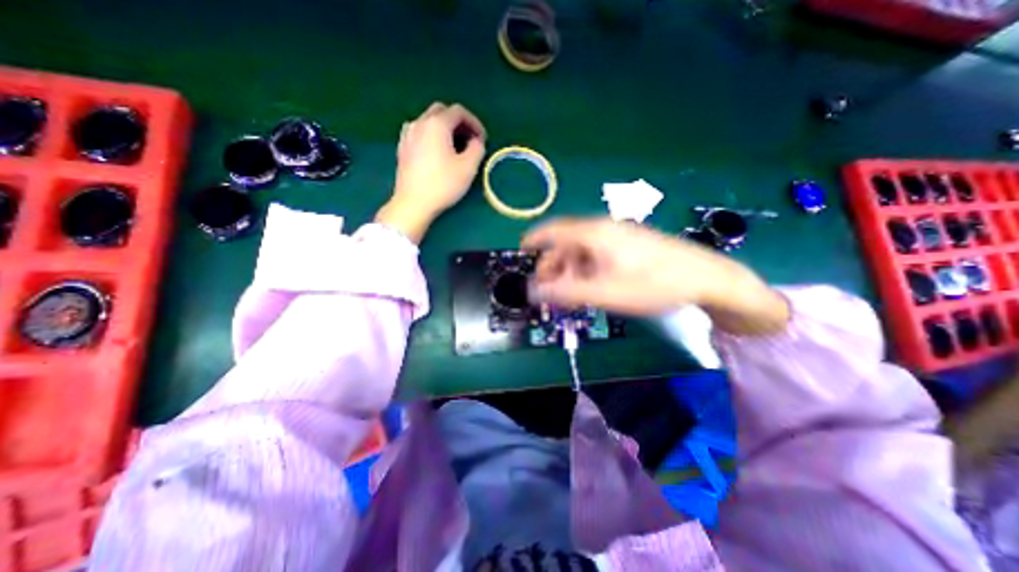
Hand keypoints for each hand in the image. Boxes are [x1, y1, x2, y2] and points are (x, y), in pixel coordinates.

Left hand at [376, 103, 486, 240]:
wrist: (413, 203)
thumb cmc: (443, 184)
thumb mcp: (468, 168)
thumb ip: (477, 148)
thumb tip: (476, 141)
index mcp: (437, 124)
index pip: (459, 111)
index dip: (474, 122)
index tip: (482, 139)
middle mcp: (420, 123)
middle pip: (442, 111)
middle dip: (459, 123)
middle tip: (469, 140)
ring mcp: (408, 134)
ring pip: (429, 121)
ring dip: (445, 129)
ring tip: (454, 147)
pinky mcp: (402, 147)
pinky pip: (420, 132)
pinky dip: (432, 136)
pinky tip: (437, 152)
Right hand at [520, 216, 790, 334]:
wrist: (705, 277)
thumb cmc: (653, 284)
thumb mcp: (604, 292)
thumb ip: (566, 291)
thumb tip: (533, 291)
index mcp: (594, 234)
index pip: (553, 230)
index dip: (534, 239)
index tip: (522, 251)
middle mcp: (603, 229)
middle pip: (566, 243)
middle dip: (553, 264)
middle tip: (548, 288)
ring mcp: (618, 236)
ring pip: (582, 250)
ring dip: (570, 269)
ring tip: (570, 291)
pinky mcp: (629, 245)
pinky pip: (597, 253)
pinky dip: (586, 268)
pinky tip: (591, 284)